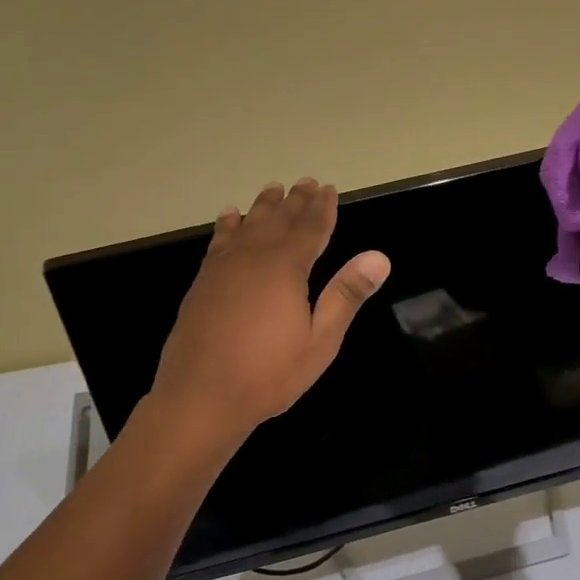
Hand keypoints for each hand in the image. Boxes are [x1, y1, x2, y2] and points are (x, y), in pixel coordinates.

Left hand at [150, 179, 391, 441]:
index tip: (329, 189)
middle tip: (306, 182)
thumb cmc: (268, 374)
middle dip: (295, 201)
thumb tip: (379, 257)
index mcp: (286, 269)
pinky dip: (227, 225)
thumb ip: (346, 295)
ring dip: (263, 206)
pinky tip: (230, 216)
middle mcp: (253, 258)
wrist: (200, 397)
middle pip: (278, 220)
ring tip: (273, 189)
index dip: (322, 208)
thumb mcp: (320, 341)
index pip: (310, 229)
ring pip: (247, 225)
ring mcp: (223, 268)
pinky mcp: (202, 282)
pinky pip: (218, 241)